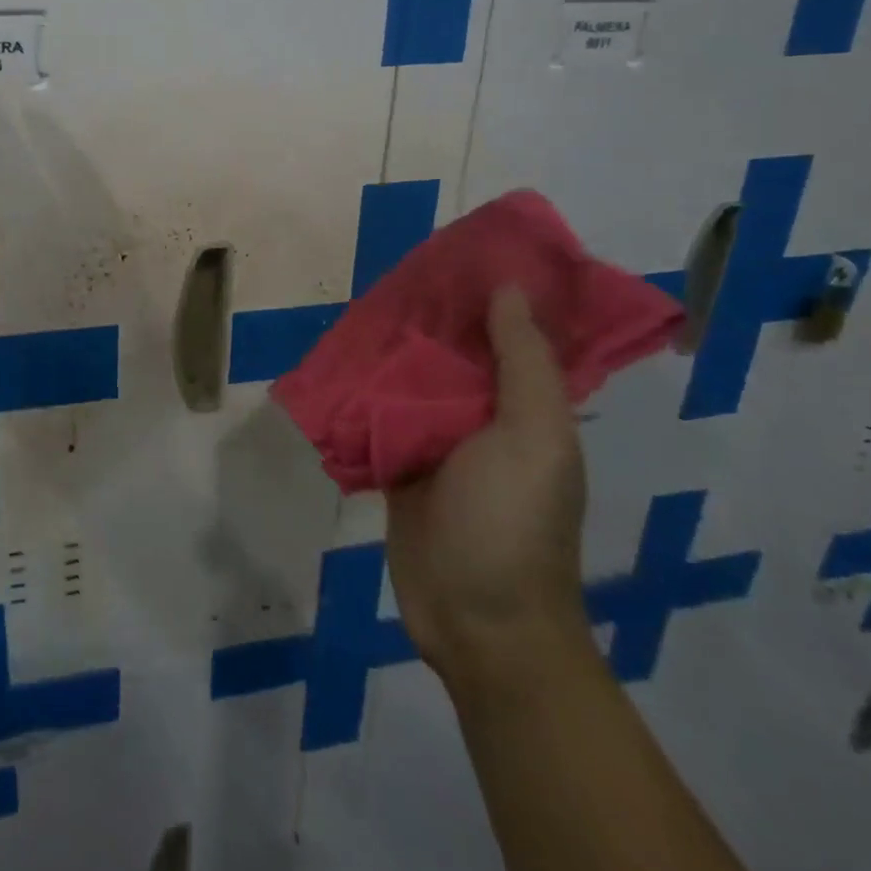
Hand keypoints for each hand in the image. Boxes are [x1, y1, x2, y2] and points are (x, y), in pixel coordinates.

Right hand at [385, 286, 589, 684]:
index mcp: (527, 406)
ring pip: (412, 380)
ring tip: (358, 305)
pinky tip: (336, 360)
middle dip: (430, 316)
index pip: (511, 334)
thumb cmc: (512, 523)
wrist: (476, 621)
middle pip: (455, 352)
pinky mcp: (400, 465)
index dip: (492, 293)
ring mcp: (439, 442)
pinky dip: (362, 390)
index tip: (458, 249)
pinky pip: (380, 415)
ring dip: (391, 350)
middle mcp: (485, 416)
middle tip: (391, 272)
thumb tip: (508, 289)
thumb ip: (523, 363)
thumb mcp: (534, 437)